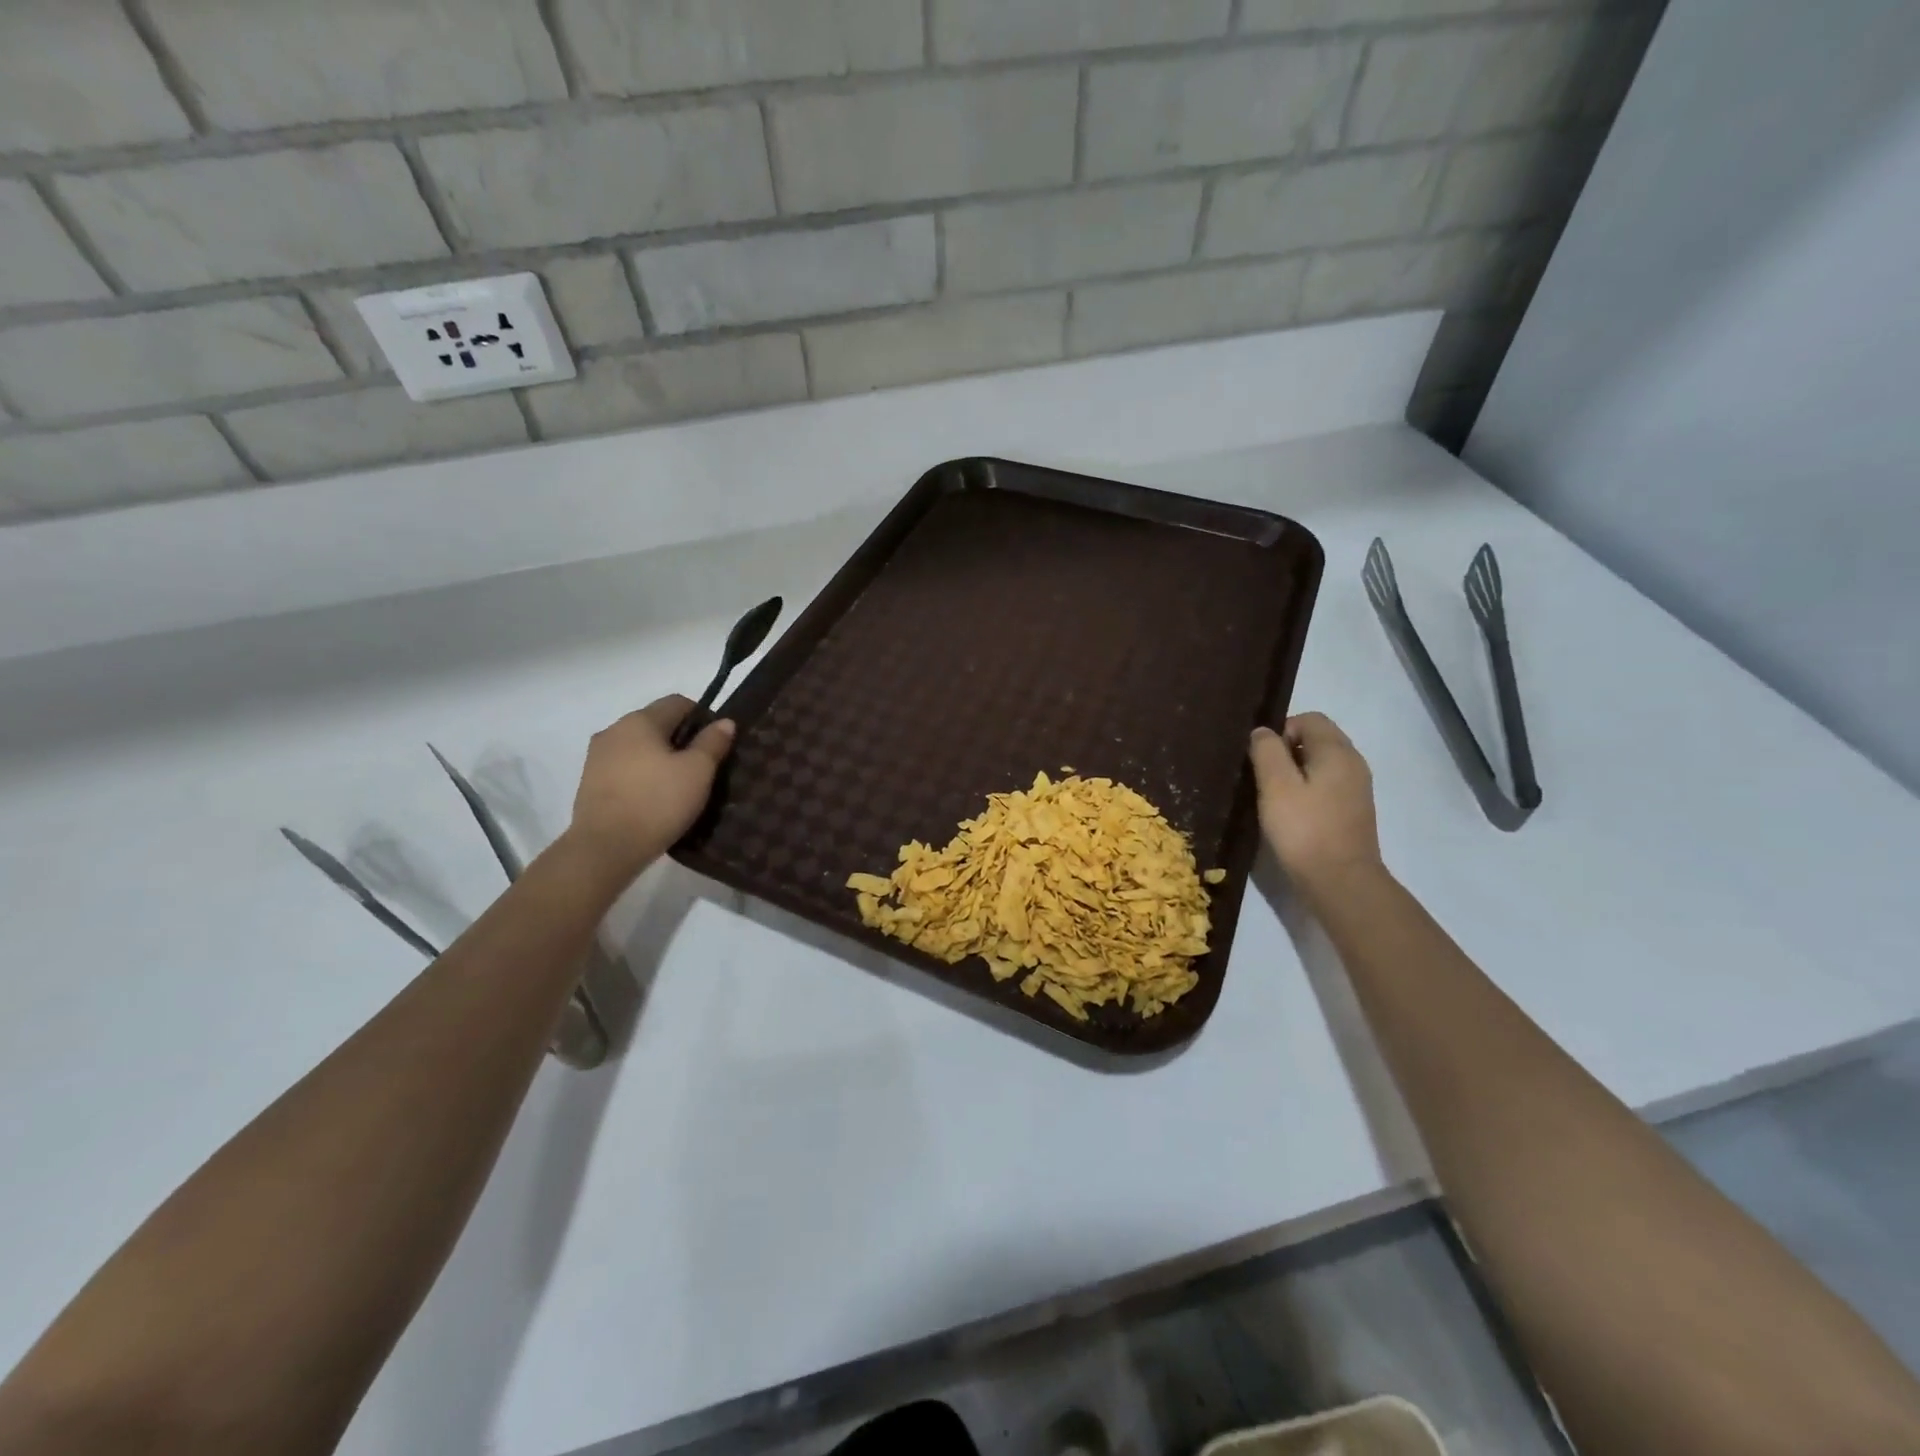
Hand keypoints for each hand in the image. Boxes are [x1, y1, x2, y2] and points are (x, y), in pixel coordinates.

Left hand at [567, 695, 734, 879]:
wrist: (606, 848)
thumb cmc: (658, 802)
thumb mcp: (697, 771)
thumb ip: (713, 742)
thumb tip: (724, 721)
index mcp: (640, 720)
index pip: (678, 702)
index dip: (703, 717)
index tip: (717, 744)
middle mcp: (614, 730)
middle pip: (657, 724)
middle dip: (682, 740)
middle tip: (703, 768)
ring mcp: (597, 757)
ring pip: (639, 747)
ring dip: (660, 758)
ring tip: (679, 786)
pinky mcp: (589, 783)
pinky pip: (625, 768)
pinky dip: (643, 775)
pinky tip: (655, 799)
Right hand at [1248, 712, 1383, 899]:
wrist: (1341, 882)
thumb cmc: (1304, 829)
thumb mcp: (1276, 786)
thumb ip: (1267, 752)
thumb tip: (1262, 732)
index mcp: (1337, 751)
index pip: (1309, 719)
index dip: (1281, 730)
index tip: (1262, 759)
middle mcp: (1353, 763)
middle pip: (1318, 738)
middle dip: (1287, 750)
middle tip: (1264, 777)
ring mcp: (1357, 788)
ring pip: (1322, 763)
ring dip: (1296, 771)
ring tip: (1274, 795)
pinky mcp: (1353, 810)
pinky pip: (1327, 784)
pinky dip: (1308, 789)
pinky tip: (1292, 812)